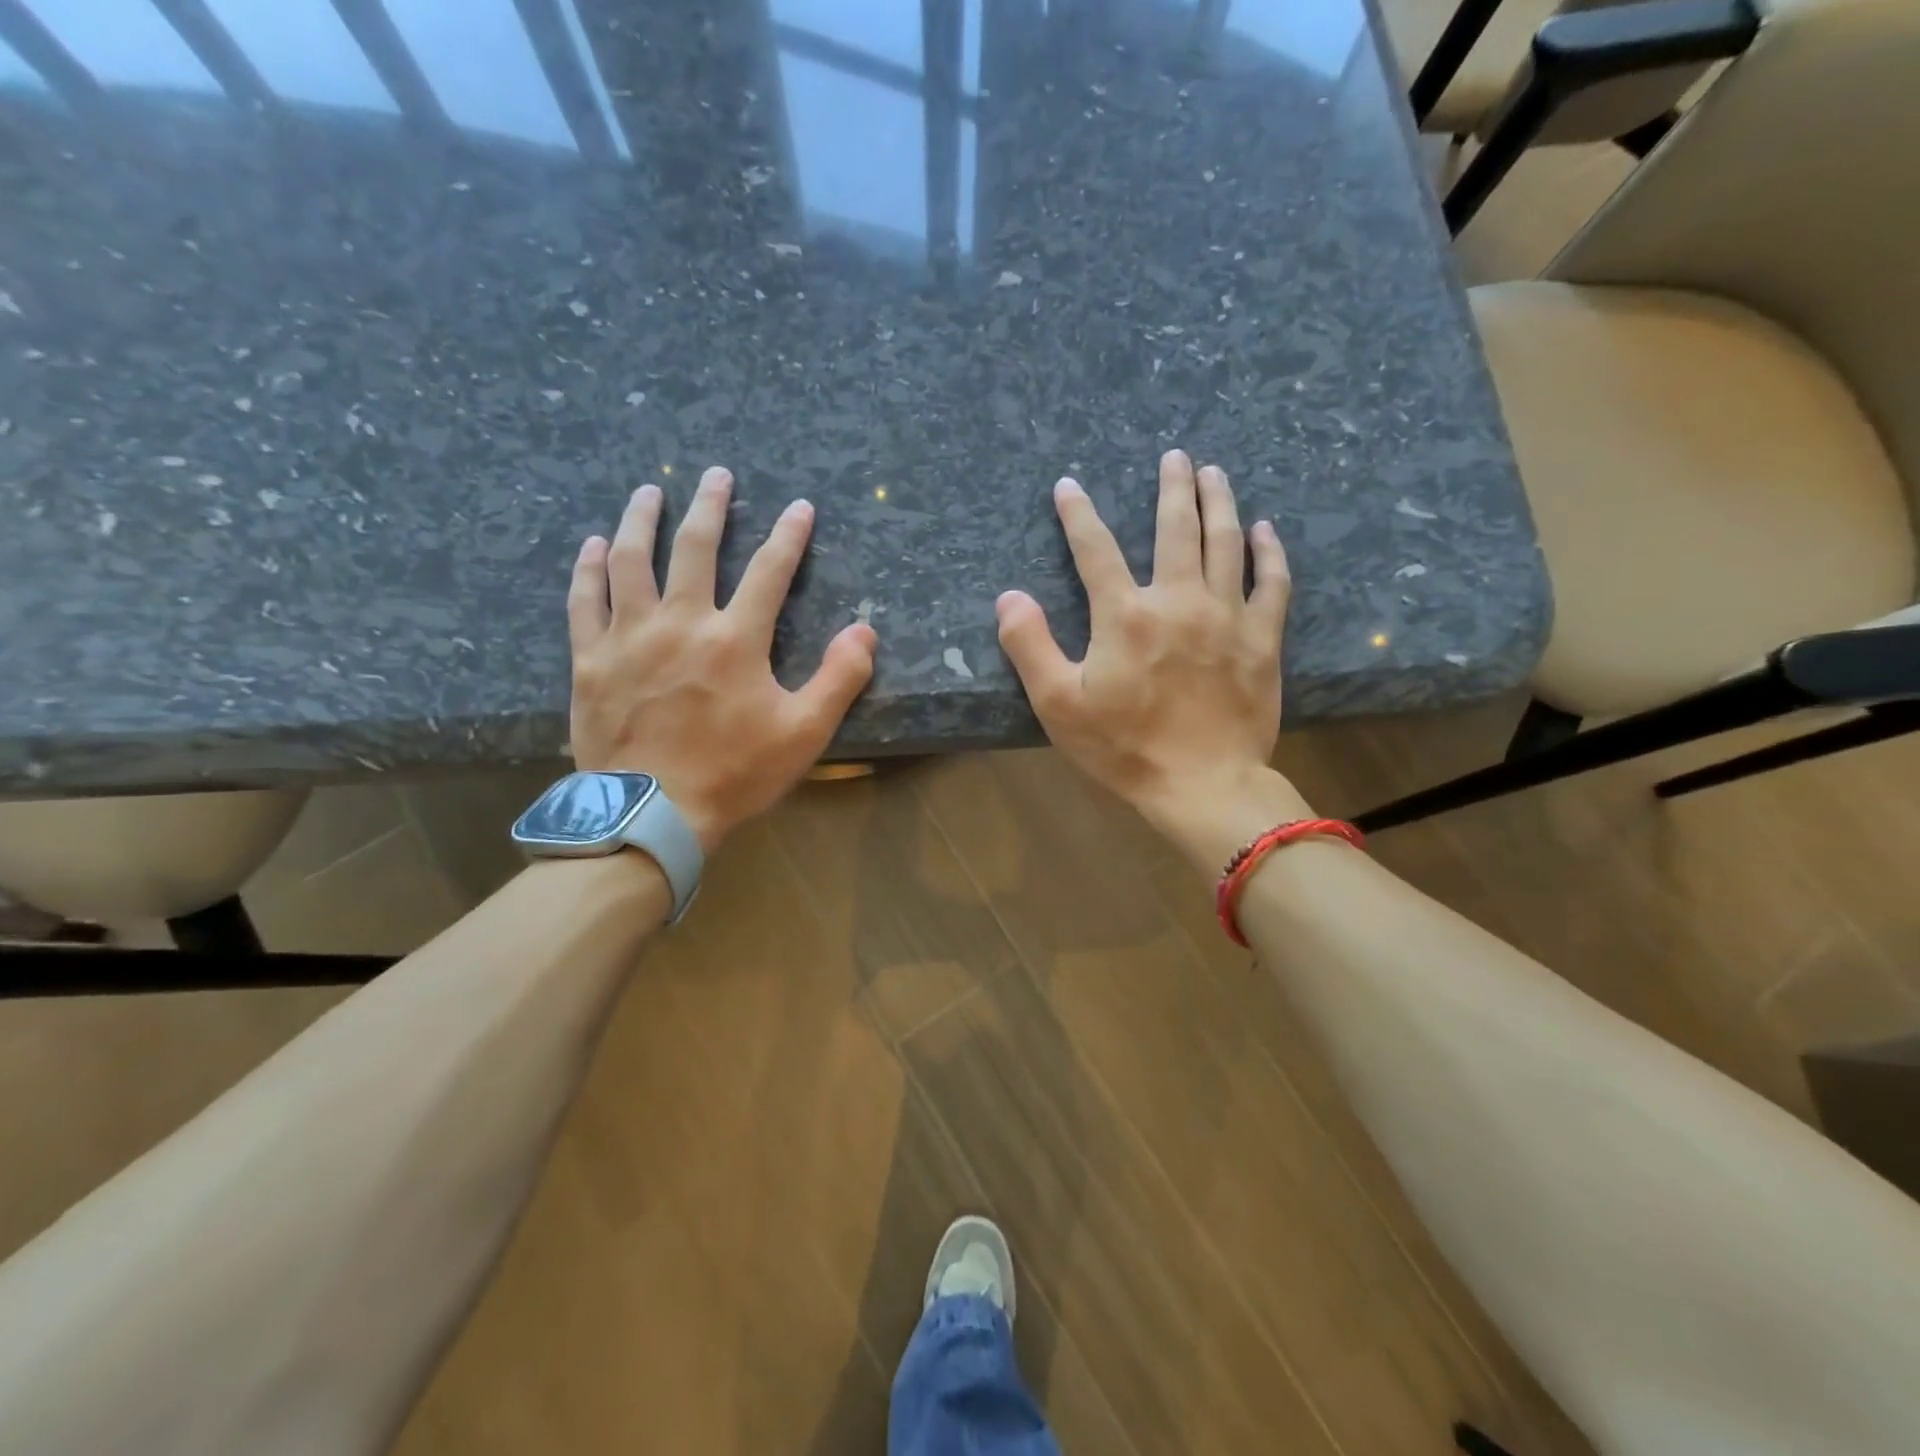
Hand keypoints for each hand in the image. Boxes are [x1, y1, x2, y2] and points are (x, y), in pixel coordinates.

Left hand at [567, 467, 877, 851]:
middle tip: (717, 475)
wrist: (652, 815)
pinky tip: (593, 545)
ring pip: (630, 560)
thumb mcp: (804, 733)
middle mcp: (680, 622)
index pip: (770, 571)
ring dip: (642, 520)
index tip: (800, 507)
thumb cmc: (734, 774)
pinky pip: (585, 601)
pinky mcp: (591, 660)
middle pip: (695, 548)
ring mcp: (629, 637)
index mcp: (736, 639)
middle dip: (711, 505)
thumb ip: (840, 678)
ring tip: (648, 491)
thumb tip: (865, 631)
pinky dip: (589, 568)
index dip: (790, 536)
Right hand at [995, 449, 1311, 870]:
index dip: (1078, 514)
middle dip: (1173, 487)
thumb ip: (1030, 646)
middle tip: (1175, 456)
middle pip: (1176, 528)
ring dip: (1219, 502)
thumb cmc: (1125, 748)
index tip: (1068, 486)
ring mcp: (1228, 616)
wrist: (1203, 785)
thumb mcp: (1060, 705)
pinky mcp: (1263, 639)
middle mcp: (1179, 600)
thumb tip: (1009, 597)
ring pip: (1226, 543)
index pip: (1096, 549)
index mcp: (1126, 615)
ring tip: (1215, 473)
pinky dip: (1270, 552)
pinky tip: (1266, 530)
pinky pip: (1272, 583)